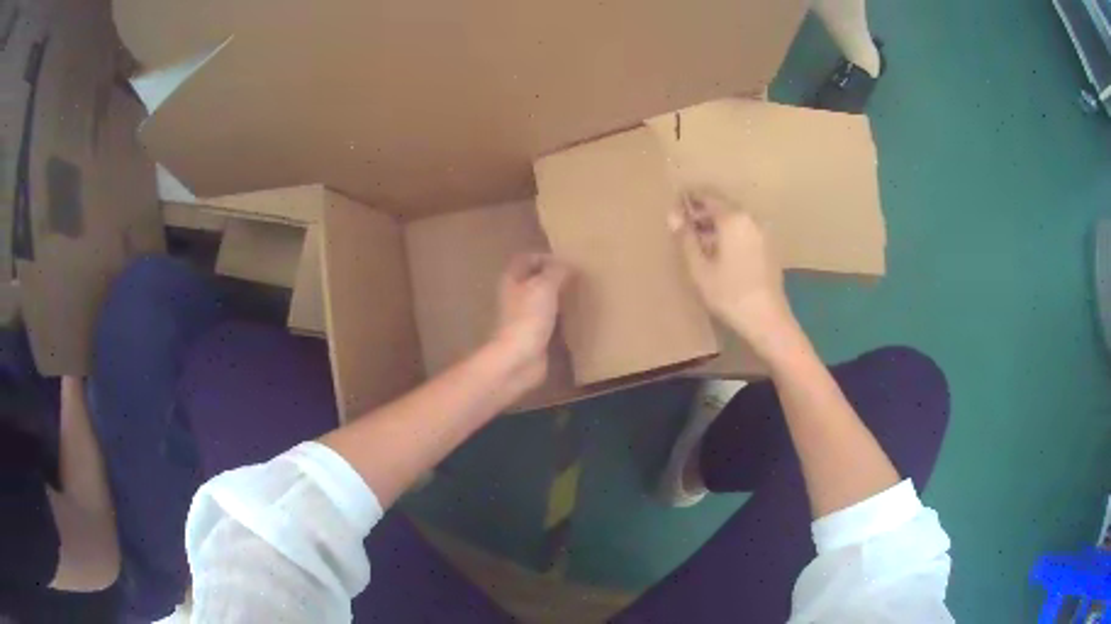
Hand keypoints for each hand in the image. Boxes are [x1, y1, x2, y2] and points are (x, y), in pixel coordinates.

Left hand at [492, 253, 571, 390]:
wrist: (519, 359)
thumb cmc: (528, 317)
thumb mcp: (544, 286)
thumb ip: (556, 271)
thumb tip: (567, 265)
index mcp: (512, 280)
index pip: (525, 259)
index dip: (543, 257)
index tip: (565, 261)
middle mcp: (515, 296)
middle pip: (534, 280)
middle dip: (553, 277)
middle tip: (575, 277)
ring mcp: (523, 317)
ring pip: (541, 301)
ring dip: (557, 298)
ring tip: (578, 294)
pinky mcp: (533, 335)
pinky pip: (548, 321)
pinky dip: (560, 318)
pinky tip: (575, 318)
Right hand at [670, 189, 795, 356]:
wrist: (768, 320)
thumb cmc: (730, 294)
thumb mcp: (699, 268)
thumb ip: (685, 238)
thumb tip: (673, 216)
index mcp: (733, 218)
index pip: (707, 196)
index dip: (689, 198)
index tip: (674, 205)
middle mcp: (751, 218)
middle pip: (723, 205)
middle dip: (703, 212)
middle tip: (683, 225)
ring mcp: (763, 232)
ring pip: (735, 219)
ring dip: (716, 224)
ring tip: (698, 240)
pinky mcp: (769, 247)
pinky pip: (745, 231)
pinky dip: (730, 234)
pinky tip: (719, 252)